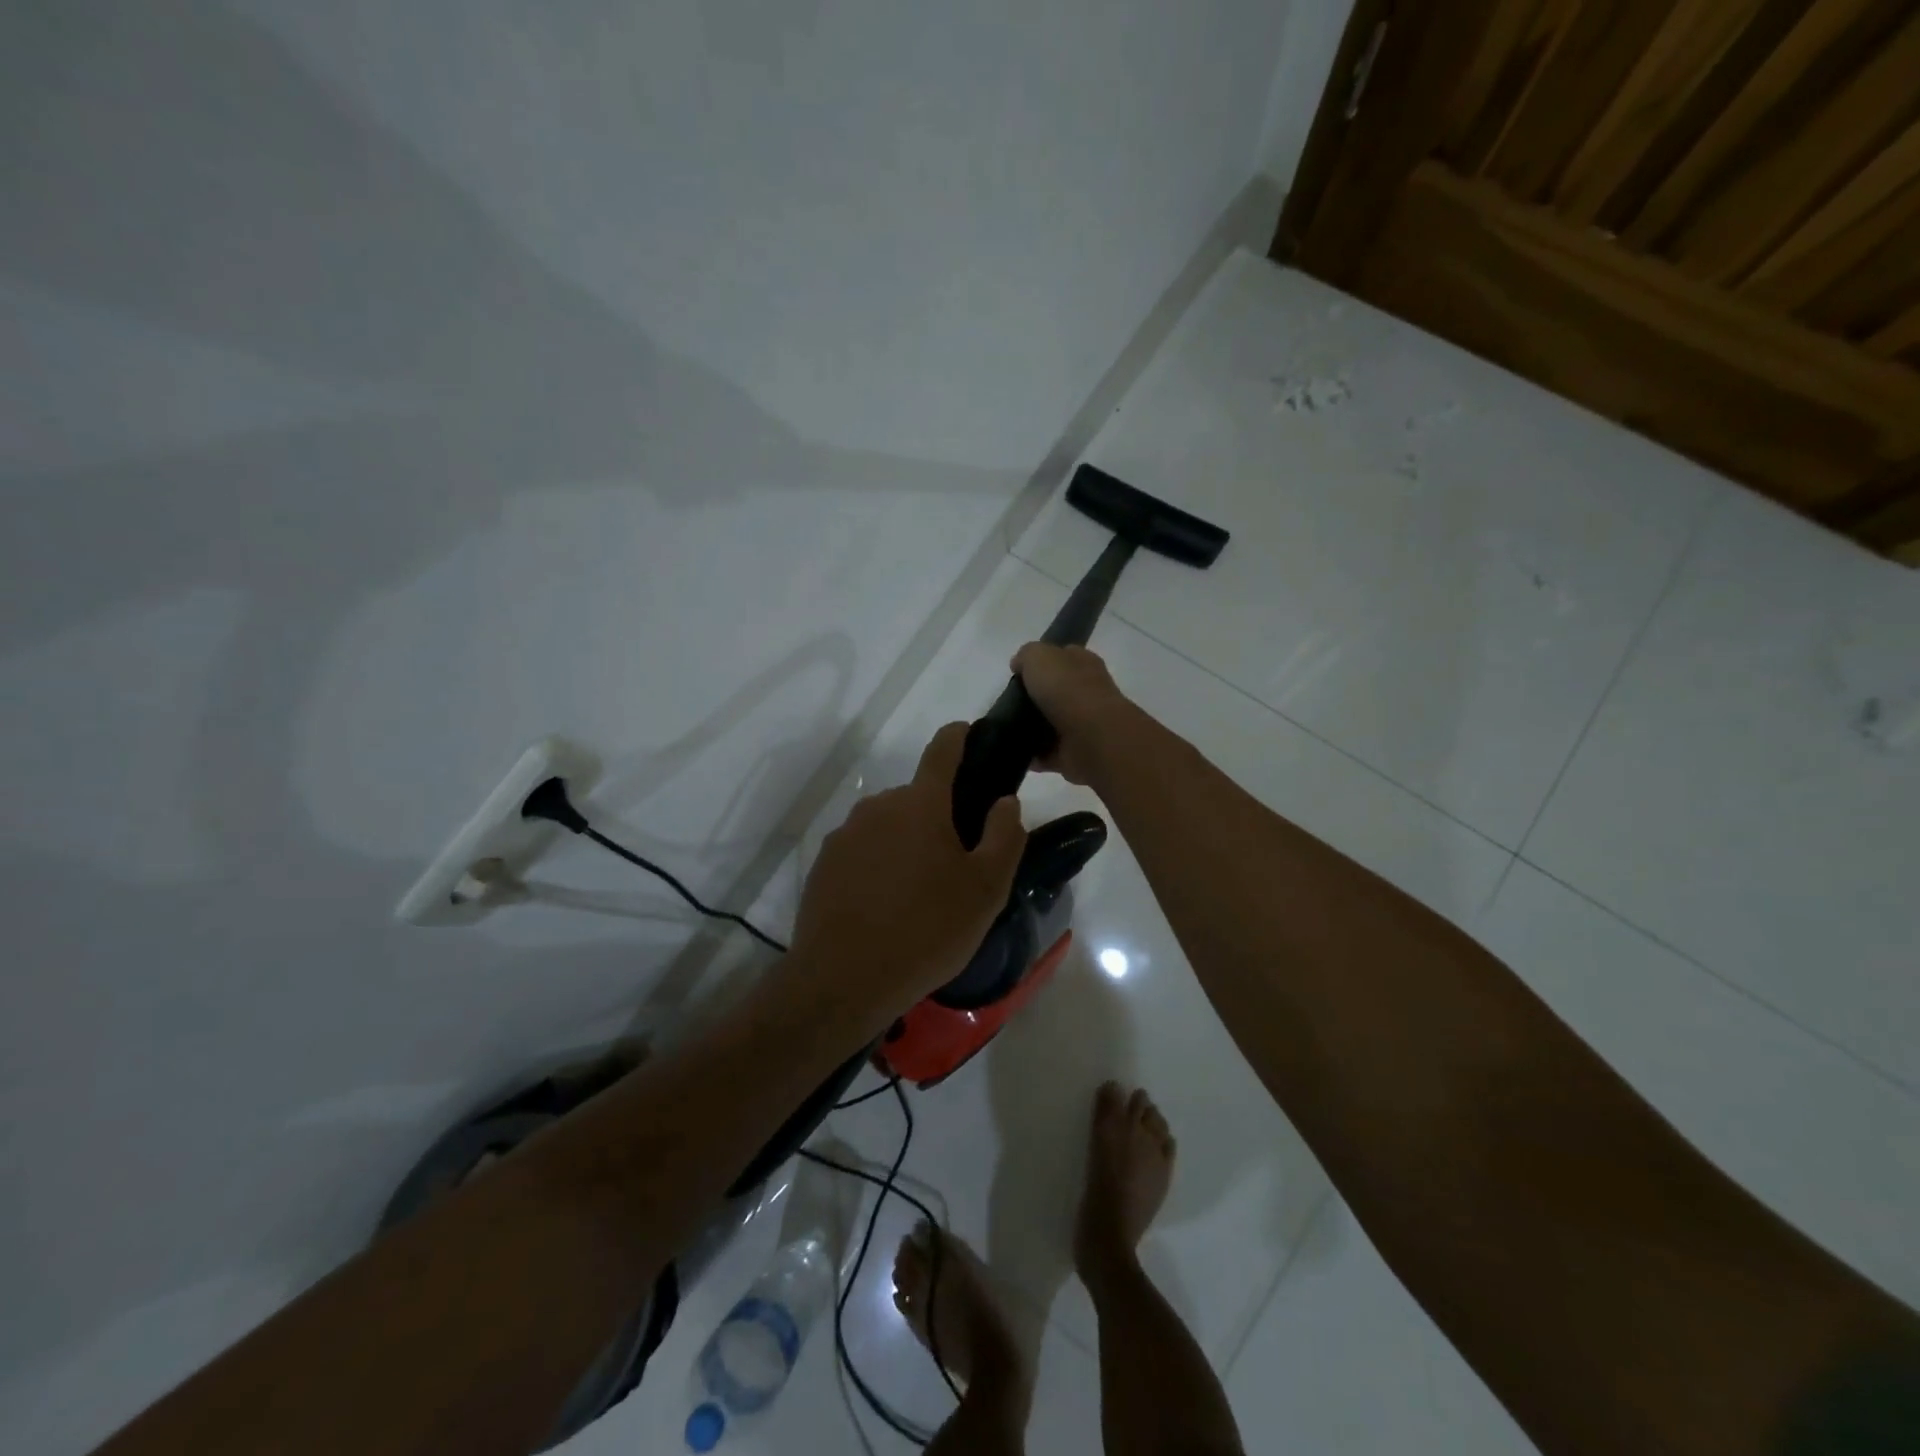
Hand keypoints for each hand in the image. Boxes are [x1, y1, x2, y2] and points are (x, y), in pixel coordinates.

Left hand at [790, 723, 1025, 1016]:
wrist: (842, 980)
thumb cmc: (926, 930)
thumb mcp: (986, 889)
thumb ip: (1005, 836)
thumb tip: (1005, 801)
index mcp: (920, 803)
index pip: (943, 748)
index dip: (961, 736)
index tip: (972, 736)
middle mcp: (878, 806)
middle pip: (917, 796)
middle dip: (939, 815)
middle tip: (958, 860)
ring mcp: (846, 834)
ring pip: (889, 824)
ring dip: (908, 842)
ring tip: (921, 891)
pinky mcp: (824, 863)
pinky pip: (863, 850)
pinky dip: (880, 863)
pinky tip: (887, 905)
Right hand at [1010, 643, 1133, 784]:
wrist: (1092, 737)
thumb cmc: (1067, 689)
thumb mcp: (1039, 656)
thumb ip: (1027, 655)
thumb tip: (1019, 665)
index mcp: (1083, 664)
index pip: (1062, 657)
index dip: (1041, 662)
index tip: (1018, 673)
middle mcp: (1086, 692)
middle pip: (1055, 693)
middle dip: (1033, 699)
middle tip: (1007, 703)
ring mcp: (1082, 725)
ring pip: (1051, 724)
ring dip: (1031, 729)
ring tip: (1006, 729)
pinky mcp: (1074, 753)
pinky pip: (1048, 754)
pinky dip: (1033, 756)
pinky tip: (1015, 752)